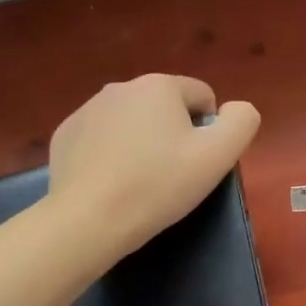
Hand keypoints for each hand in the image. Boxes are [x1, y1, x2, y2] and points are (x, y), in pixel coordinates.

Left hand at [48, 74, 260, 257]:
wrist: (87, 220)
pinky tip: (110, 183)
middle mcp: (121, 86)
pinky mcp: (64, 135)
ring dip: (141, 142)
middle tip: (171, 175)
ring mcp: (87, 109)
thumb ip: (241, 122)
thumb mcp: (218, 156)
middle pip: (165, 107)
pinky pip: (100, 138)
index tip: (197, 163)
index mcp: (159, 85)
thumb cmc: (158, 185)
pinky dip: (110, 154)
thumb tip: (236, 109)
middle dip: (173, 134)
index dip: (209, 130)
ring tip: (139, 182)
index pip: (202, 96)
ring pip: (131, 121)